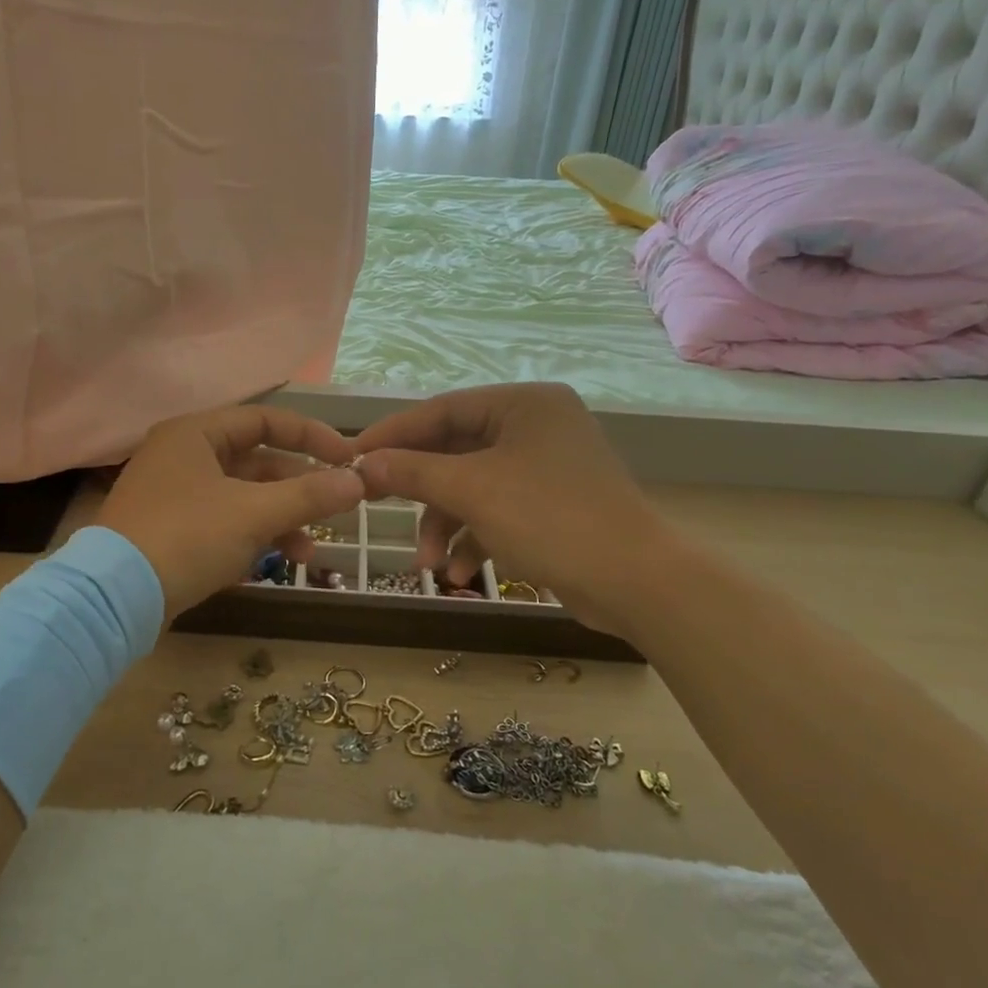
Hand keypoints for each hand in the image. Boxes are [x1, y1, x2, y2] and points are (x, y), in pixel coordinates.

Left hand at [97, 405, 364, 618]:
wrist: (115, 599)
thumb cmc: (187, 537)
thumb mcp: (254, 513)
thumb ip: (309, 495)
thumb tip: (359, 482)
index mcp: (196, 433)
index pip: (265, 420)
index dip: (311, 436)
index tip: (347, 459)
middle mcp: (183, 456)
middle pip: (256, 462)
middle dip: (298, 490)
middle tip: (335, 511)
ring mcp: (175, 496)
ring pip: (242, 498)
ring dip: (280, 521)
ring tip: (309, 554)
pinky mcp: (172, 532)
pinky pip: (224, 523)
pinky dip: (252, 538)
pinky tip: (275, 565)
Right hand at [353, 383, 670, 635]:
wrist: (636, 583)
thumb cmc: (551, 518)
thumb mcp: (472, 490)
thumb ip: (413, 472)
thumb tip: (363, 463)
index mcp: (523, 404)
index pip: (442, 410)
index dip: (394, 434)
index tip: (352, 457)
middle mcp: (536, 427)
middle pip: (455, 451)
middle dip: (421, 492)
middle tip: (374, 505)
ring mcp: (546, 468)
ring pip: (474, 487)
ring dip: (445, 525)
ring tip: (428, 564)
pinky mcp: (552, 506)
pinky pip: (497, 512)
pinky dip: (474, 540)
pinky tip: (458, 574)